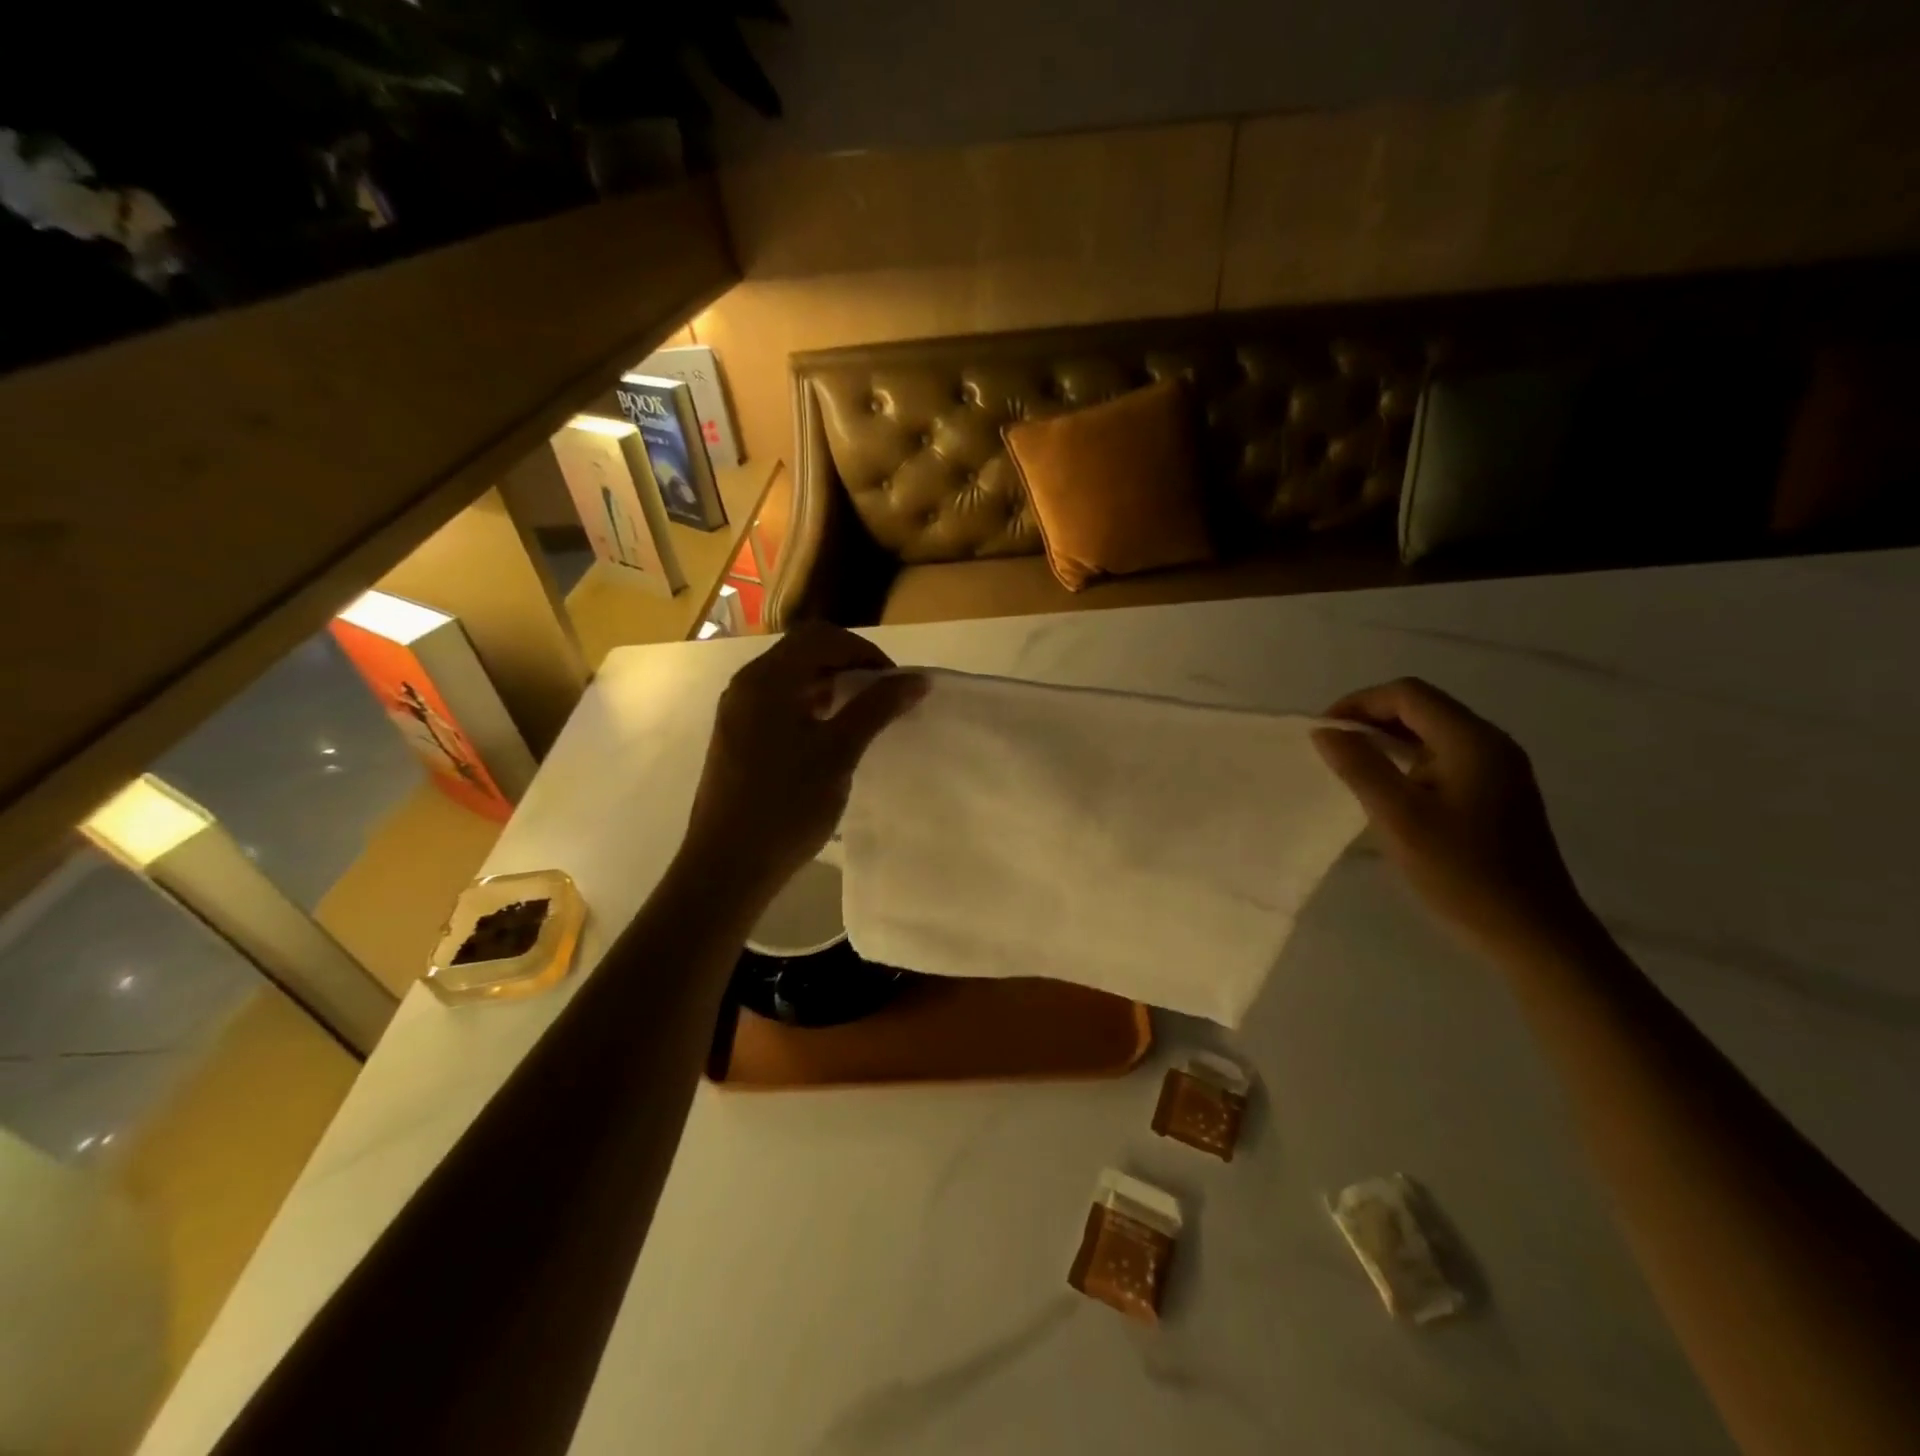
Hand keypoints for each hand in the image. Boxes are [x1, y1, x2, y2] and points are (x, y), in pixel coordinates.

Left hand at [684, 623, 927, 894]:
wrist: (728, 865)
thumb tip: (916, 679)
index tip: (896, 684)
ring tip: (863, 715)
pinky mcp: (737, 737)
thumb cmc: (786, 805)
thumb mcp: (839, 752)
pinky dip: (811, 706)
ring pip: (791, 678)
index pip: (822, 638)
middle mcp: (747, 685)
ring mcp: (738, 712)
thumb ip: (876, 708)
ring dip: (830, 685)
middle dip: (849, 665)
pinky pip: (779, 703)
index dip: (865, 652)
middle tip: (883, 696)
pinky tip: (831, 736)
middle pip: (804, 652)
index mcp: (767, 679)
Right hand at [1312, 678, 1592, 960]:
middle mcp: (1490, 742)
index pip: (1407, 694)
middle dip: (1371, 719)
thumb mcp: (1398, 818)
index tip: (1323, 733)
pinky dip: (1408, 759)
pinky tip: (1388, 788)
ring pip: (1432, 732)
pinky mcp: (1497, 791)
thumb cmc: (1461, 872)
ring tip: (1351, 767)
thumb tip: (1325, 730)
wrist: (1531, 932)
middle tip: (1332, 750)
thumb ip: (1359, 767)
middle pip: (1422, 707)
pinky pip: (1444, 756)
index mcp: (1471, 740)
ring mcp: (1499, 767)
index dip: (1359, 703)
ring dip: (1388, 739)